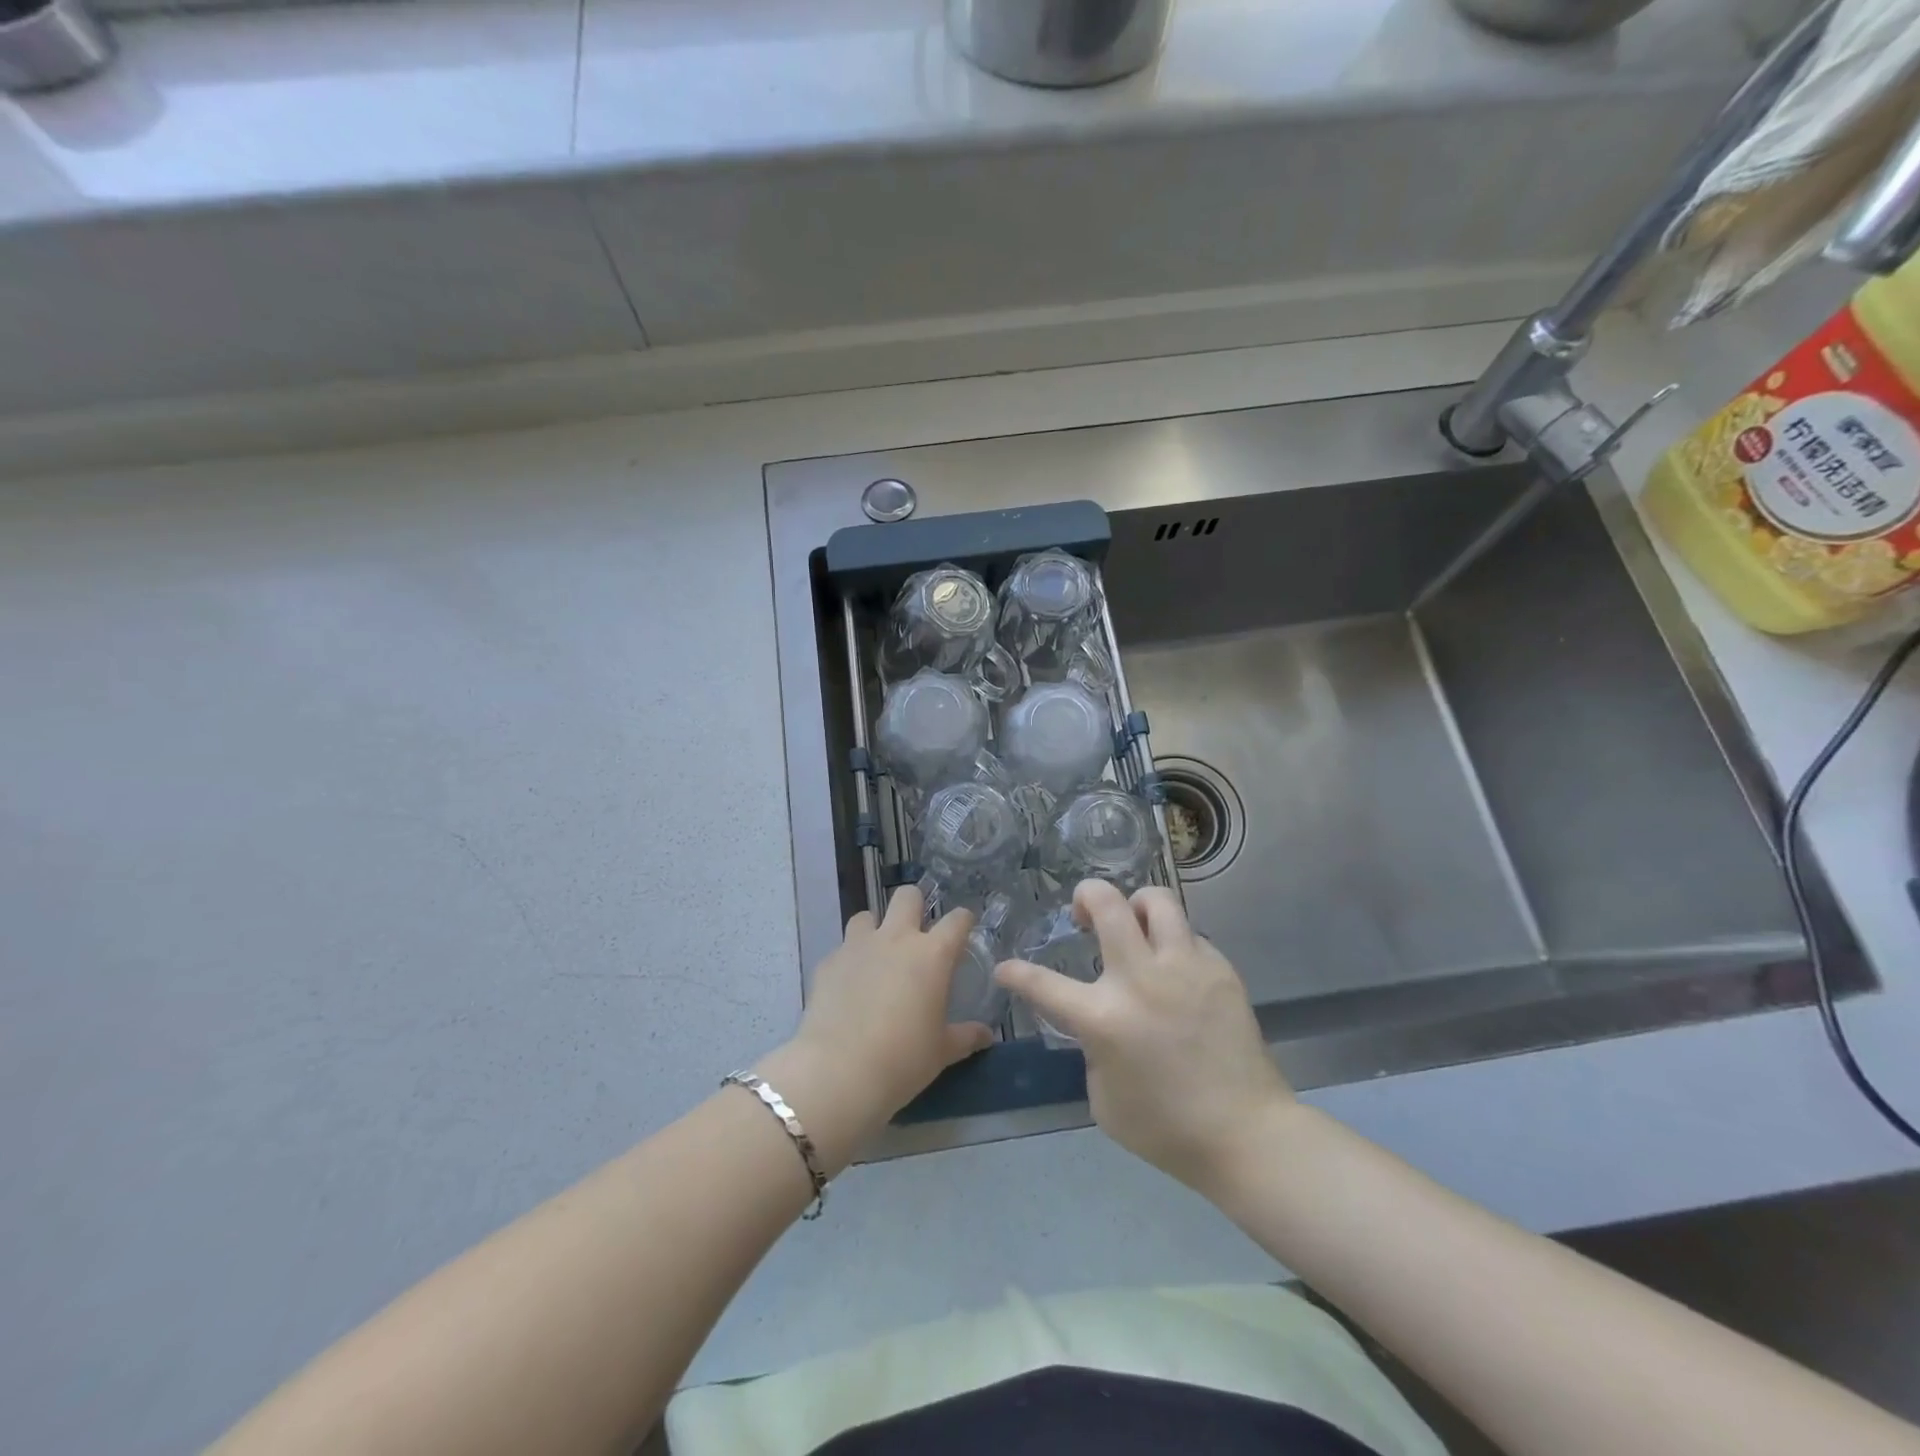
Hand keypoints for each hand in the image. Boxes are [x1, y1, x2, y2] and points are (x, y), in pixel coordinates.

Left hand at [763, 885, 992, 1167]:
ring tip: (878, 956)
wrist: (838, 1072)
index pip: (957, 920)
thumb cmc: (902, 1060)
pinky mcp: (828, 962)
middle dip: (915, 906)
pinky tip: (849, 986)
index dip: (963, 921)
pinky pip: (842, 949)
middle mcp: (895, 939)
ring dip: (875, 929)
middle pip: (907, 896)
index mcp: (931, 954)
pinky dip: (849, 960)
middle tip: (917, 934)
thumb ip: (965, 1037)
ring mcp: (857, 946)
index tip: (964, 931)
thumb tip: (986, 1035)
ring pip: (867, 916)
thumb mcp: (941, 1052)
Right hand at [995, 880, 1294, 1191]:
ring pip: (1155, 900)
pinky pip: (1188, 935)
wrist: (1246, 1134)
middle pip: (1107, 903)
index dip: (1016, 973)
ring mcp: (1184, 967)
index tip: (1006, 969)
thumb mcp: (1103, 1096)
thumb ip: (1091, 1046)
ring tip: (1134, 927)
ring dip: (1135, 906)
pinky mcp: (1220, 969)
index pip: (1043, 984)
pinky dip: (1172, 944)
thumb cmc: (1165, 1128)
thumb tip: (1098, 1020)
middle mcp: (1140, 979)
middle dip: (1085, 895)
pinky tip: (1175, 972)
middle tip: (1083, 913)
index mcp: (1103, 1018)